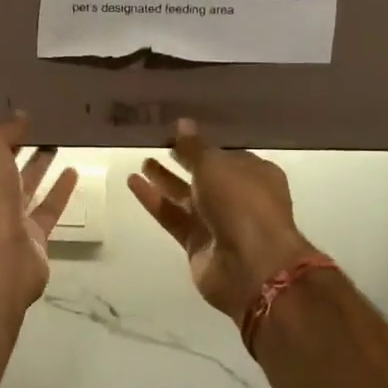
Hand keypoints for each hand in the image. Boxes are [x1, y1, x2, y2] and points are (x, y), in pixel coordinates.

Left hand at [0, 113, 78, 312]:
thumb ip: (3, 131)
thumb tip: (21, 118)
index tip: (18, 120)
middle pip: (1, 171)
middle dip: (18, 150)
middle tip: (42, 128)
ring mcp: (5, 222)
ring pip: (24, 188)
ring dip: (39, 167)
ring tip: (59, 143)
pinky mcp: (32, 239)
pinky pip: (47, 209)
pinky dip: (59, 191)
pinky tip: (73, 172)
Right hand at [128, 119, 316, 320]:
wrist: (250, 265)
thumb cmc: (241, 203)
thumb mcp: (215, 165)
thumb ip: (194, 146)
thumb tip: (182, 123)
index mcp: (254, 173)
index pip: (225, 154)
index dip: (202, 143)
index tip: (177, 131)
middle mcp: (237, 196)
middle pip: (205, 175)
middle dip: (183, 160)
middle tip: (157, 143)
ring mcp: (217, 222)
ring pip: (185, 196)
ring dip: (165, 179)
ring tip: (142, 161)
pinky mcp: (196, 243)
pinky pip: (171, 216)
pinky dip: (153, 200)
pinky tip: (133, 182)